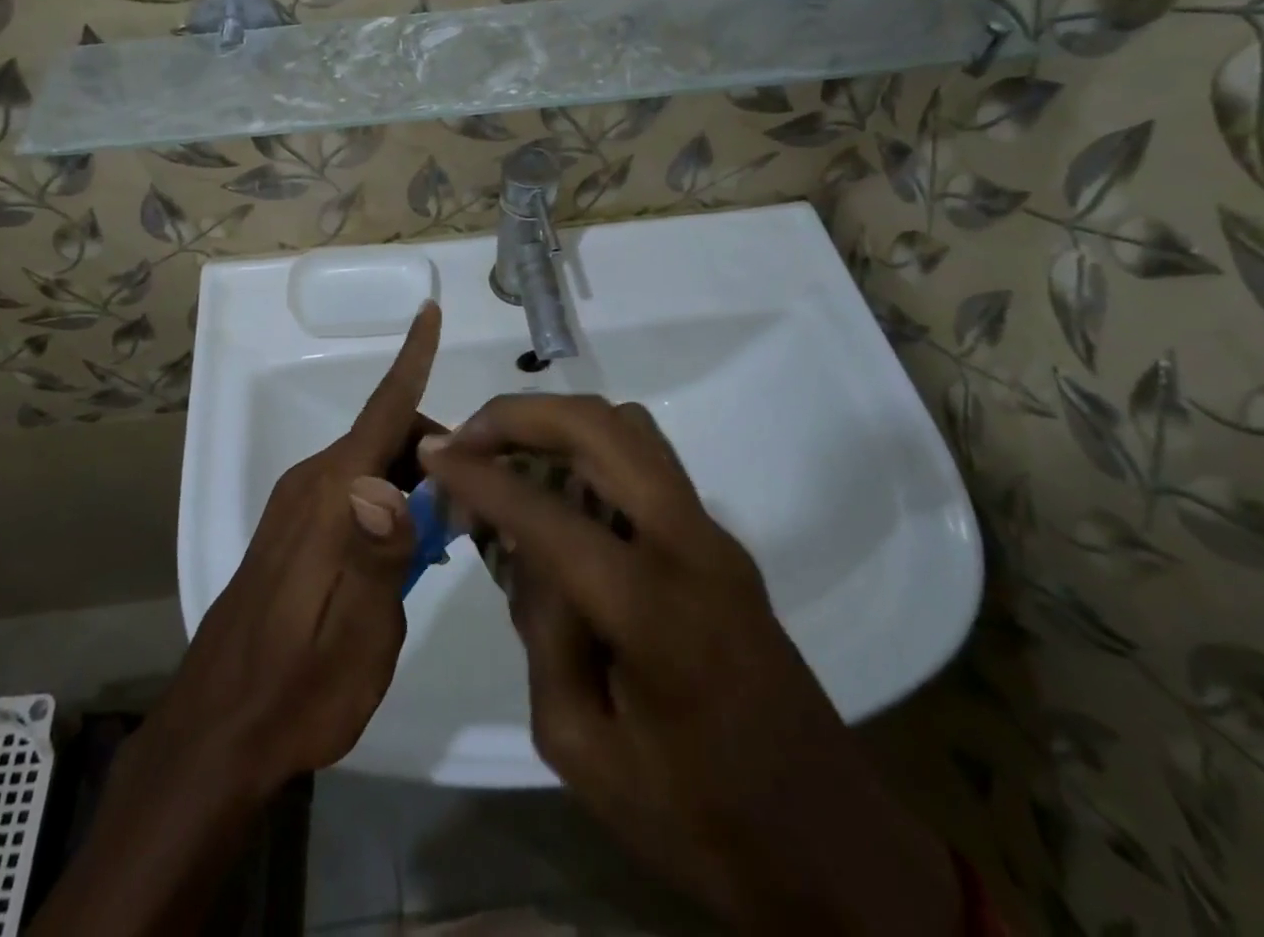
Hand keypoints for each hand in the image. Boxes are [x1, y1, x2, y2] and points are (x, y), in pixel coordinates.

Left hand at [150, 300, 439, 793]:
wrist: (217, 735)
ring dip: (414, 480)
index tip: (430, 310)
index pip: (385, 410)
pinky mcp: (291, 531)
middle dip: (436, 449)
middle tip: (476, 502)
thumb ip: (386, 548)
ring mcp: (296, 506)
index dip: (413, 358)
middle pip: (386, 436)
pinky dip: (388, 500)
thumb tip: (408, 479)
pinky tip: (408, 550)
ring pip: (371, 465)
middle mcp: (312, 484)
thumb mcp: (362, 632)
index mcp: (333, 495)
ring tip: (449, 534)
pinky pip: (351, 491)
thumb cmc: (299, 688)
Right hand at [421, 395, 961, 935]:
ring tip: (506, 458)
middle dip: (521, 414)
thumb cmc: (699, 821)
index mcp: (652, 609)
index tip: (431, 454)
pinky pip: (645, 460)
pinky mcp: (718, 539)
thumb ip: (541, 633)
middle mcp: (690, 544)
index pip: (547, 511)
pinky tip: (557, 493)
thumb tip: (525, 550)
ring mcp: (713, 533)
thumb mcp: (583, 750)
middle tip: (467, 439)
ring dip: (558, 424)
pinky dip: (589, 448)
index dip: (479, 474)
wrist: (832, 848)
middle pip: (601, 426)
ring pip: (629, 427)